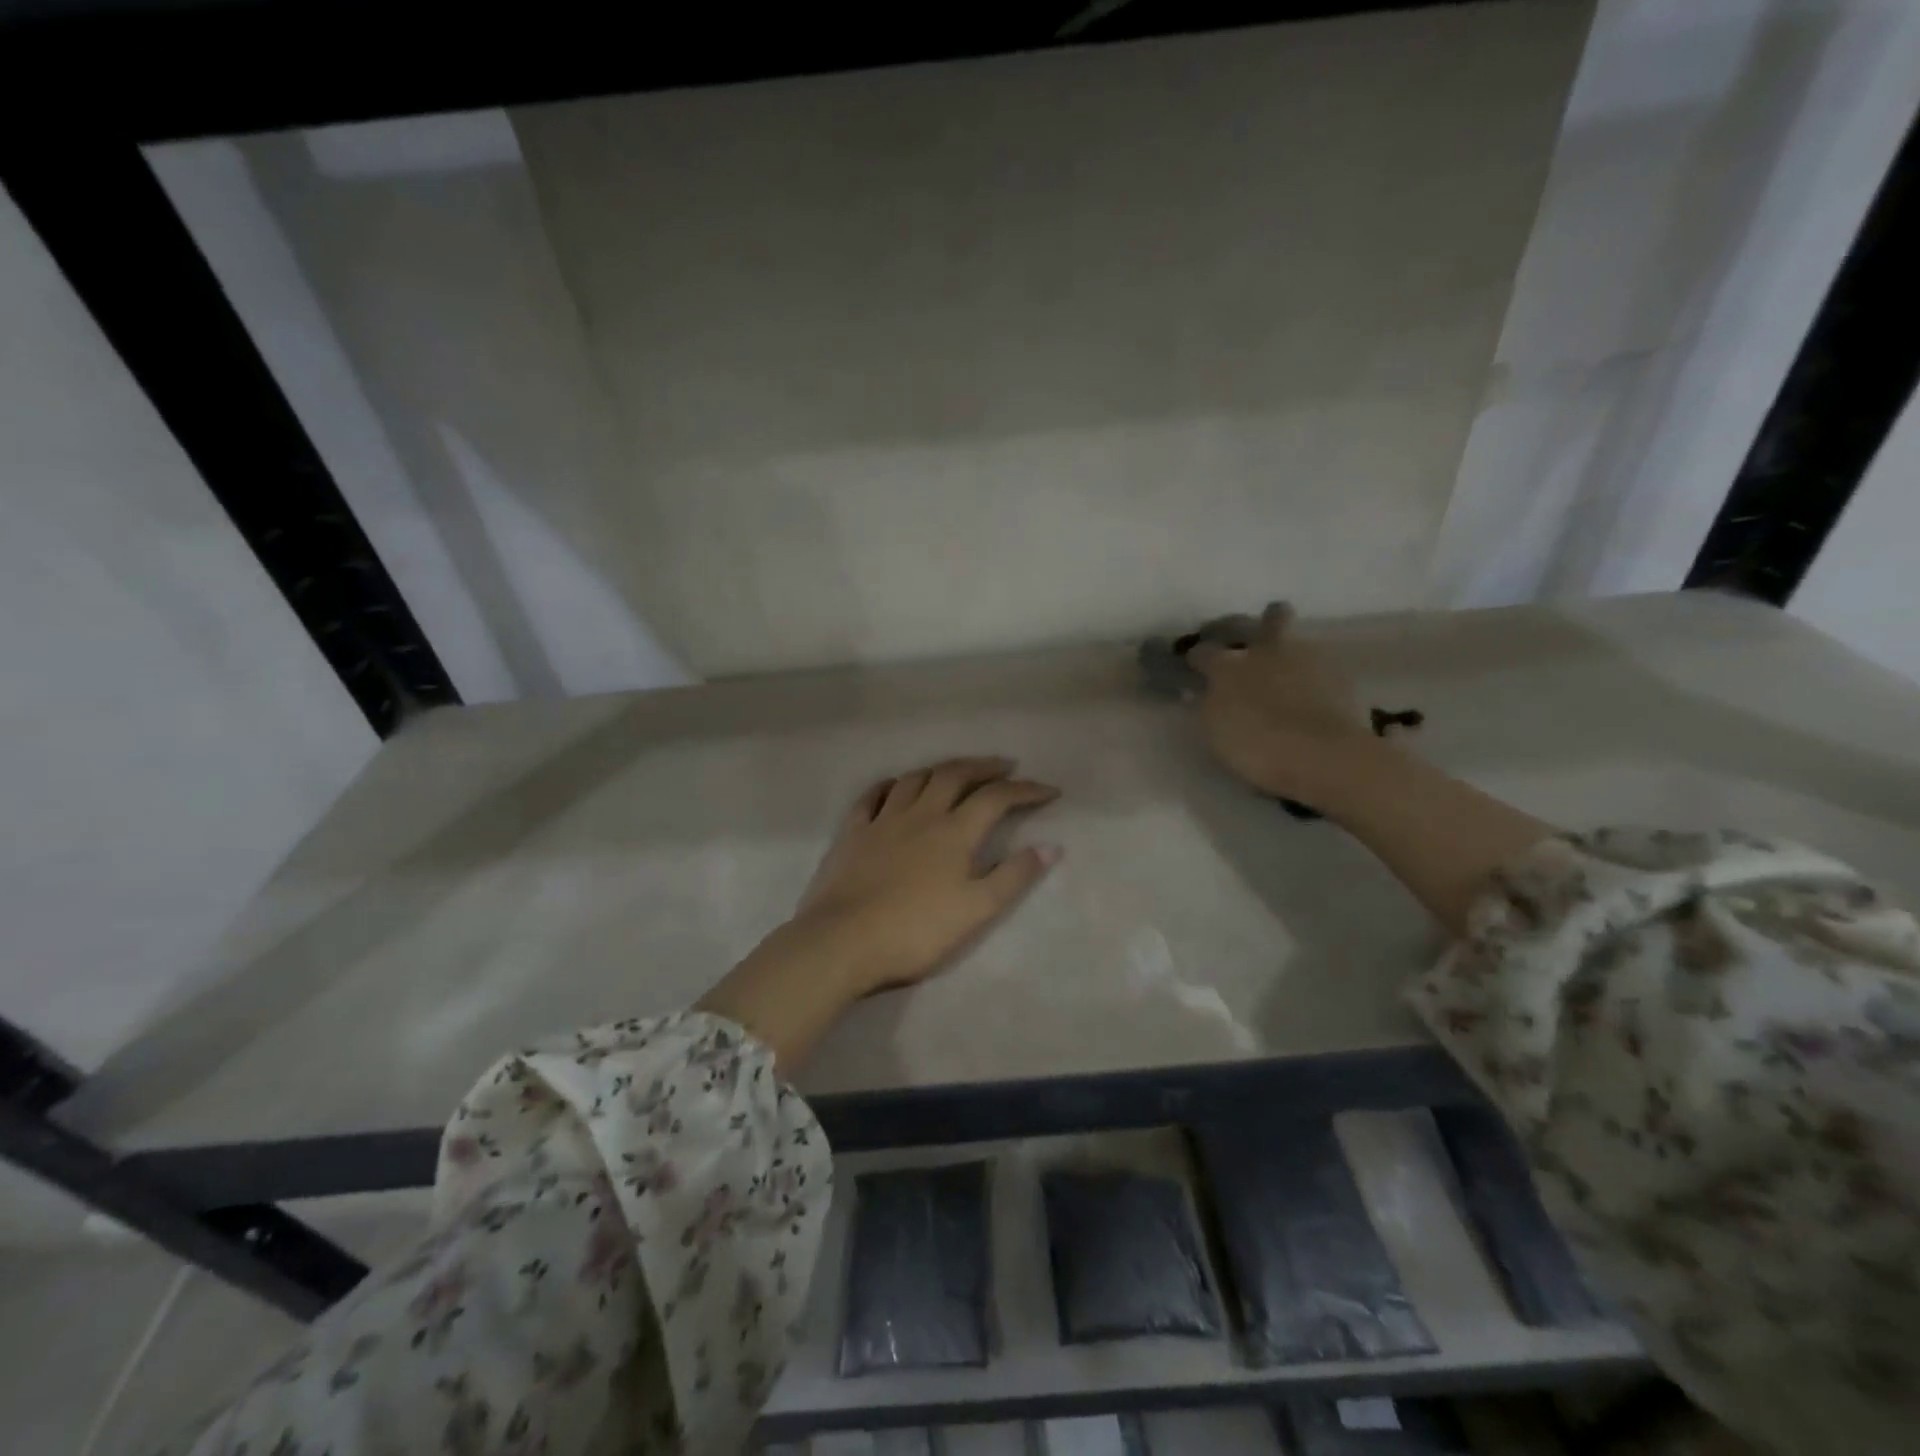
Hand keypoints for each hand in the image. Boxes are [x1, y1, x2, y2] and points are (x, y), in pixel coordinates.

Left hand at [795, 757, 1061, 994]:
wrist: (843, 941)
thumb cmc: (916, 931)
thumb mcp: (976, 910)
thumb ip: (1014, 876)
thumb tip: (1051, 846)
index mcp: (954, 832)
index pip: (997, 798)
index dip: (1026, 790)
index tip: (1049, 790)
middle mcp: (921, 814)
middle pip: (955, 775)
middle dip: (984, 767)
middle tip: (1004, 766)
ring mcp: (883, 819)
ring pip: (915, 778)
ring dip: (940, 770)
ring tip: (954, 772)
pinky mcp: (852, 832)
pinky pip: (872, 796)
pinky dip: (890, 785)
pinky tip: (895, 786)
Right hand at [1189, 602, 1374, 801]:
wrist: (1322, 755)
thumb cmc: (1256, 744)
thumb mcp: (1215, 727)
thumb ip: (1212, 702)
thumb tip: (1211, 691)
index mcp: (1228, 665)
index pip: (1204, 652)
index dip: (1198, 659)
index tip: (1196, 668)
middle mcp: (1268, 651)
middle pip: (1272, 617)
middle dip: (1267, 623)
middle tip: (1261, 641)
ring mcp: (1310, 660)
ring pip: (1302, 643)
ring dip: (1294, 656)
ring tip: (1291, 682)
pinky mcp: (1343, 680)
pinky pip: (1325, 673)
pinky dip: (1317, 684)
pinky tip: (1314, 704)